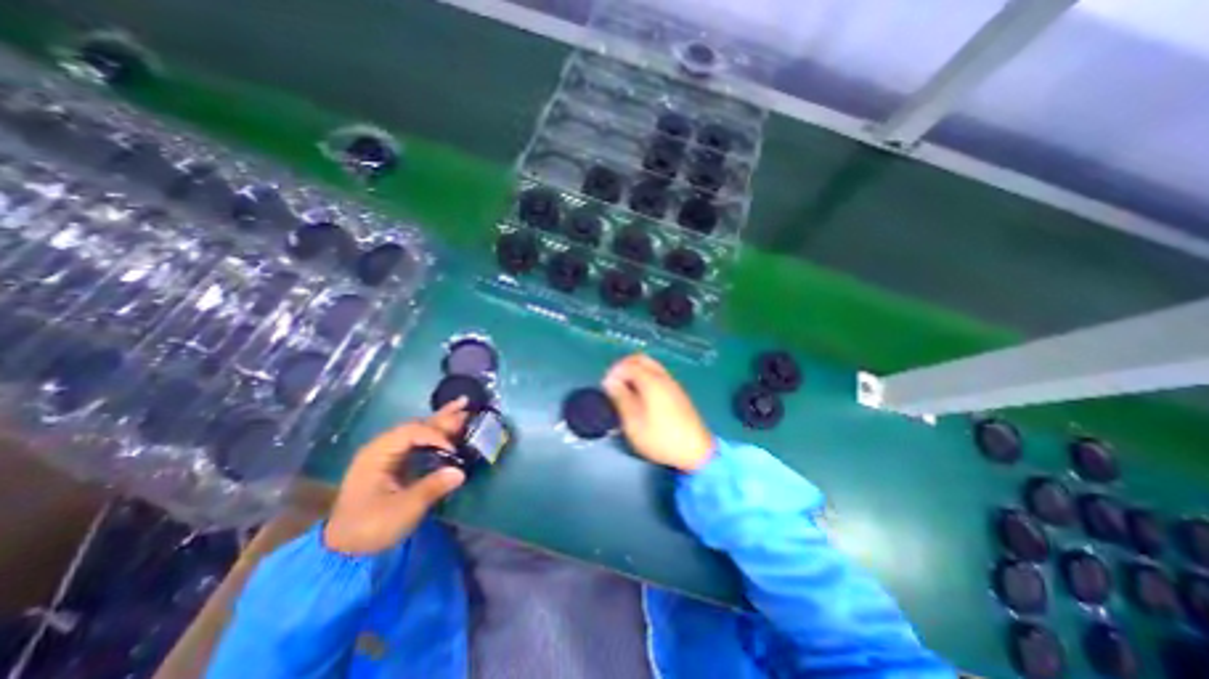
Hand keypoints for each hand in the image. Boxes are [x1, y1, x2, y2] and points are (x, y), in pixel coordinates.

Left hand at [324, 400, 468, 555]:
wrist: (345, 550)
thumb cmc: (371, 526)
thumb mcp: (403, 510)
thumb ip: (431, 487)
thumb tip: (460, 472)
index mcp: (378, 453)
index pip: (412, 432)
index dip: (436, 436)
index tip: (454, 449)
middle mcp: (383, 447)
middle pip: (417, 426)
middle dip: (443, 417)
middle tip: (466, 405)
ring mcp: (389, 455)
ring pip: (420, 431)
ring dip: (442, 420)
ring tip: (463, 405)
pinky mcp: (396, 463)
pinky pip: (419, 441)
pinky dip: (437, 432)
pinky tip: (450, 426)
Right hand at [603, 356, 709, 471]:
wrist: (696, 451)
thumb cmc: (660, 437)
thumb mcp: (633, 421)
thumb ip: (620, 398)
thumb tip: (610, 381)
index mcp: (651, 380)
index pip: (628, 364)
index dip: (614, 372)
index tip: (606, 387)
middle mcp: (663, 377)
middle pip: (641, 359)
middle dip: (624, 366)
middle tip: (614, 383)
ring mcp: (672, 383)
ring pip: (650, 366)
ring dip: (635, 371)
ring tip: (625, 390)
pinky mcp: (678, 392)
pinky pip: (658, 375)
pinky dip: (645, 377)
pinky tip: (641, 395)